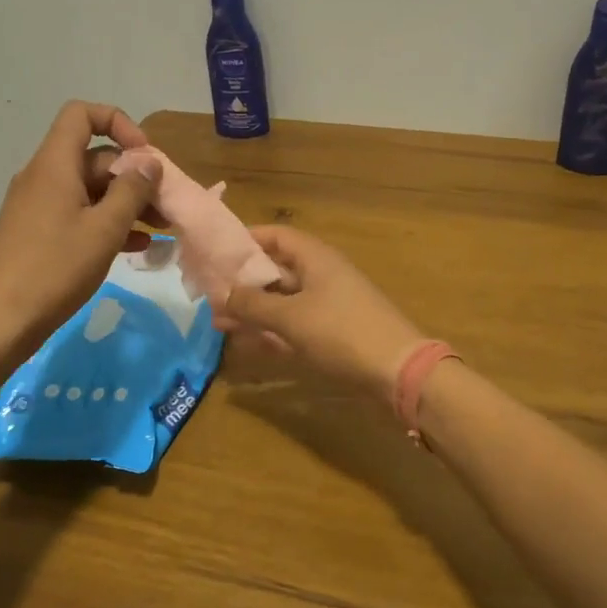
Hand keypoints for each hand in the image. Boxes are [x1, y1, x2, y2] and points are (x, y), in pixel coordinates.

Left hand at [0, 102, 163, 355]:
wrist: (0, 321)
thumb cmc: (54, 268)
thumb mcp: (104, 229)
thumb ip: (132, 191)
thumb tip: (149, 163)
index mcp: (54, 165)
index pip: (82, 115)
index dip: (118, 124)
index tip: (144, 156)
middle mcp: (43, 177)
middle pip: (94, 157)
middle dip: (134, 176)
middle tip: (166, 205)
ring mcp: (39, 206)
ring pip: (91, 190)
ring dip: (127, 203)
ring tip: (161, 228)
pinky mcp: (38, 233)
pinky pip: (79, 214)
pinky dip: (108, 222)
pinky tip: (137, 247)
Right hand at [217, 226, 424, 399]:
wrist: (397, 371)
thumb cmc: (342, 332)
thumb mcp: (291, 317)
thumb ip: (253, 304)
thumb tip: (223, 293)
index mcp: (316, 258)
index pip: (276, 236)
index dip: (246, 240)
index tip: (215, 252)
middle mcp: (322, 275)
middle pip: (276, 270)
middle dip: (243, 283)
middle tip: (209, 296)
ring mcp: (329, 304)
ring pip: (283, 300)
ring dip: (254, 310)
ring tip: (220, 323)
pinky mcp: (334, 332)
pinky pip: (295, 324)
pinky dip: (273, 330)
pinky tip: (248, 343)